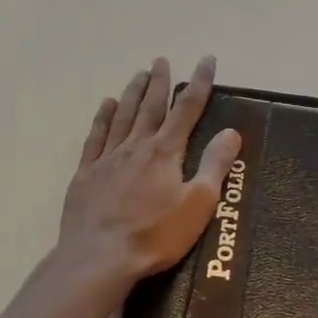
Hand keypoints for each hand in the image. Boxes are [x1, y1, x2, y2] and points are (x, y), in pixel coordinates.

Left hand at [51, 55, 241, 294]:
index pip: (187, 109)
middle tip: (162, 59)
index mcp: (165, 152)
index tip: (206, 59)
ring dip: (133, 92)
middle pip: (151, 106)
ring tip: (139, 73)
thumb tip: (231, 131)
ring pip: (123, 115)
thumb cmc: (154, 235)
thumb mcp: (197, 204)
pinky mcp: (86, 173)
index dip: (199, 82)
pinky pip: (96, 136)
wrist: (98, 257)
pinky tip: (106, 105)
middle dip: (160, 82)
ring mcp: (108, 158)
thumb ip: (214, 165)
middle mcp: (136, 145)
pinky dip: (103, 117)